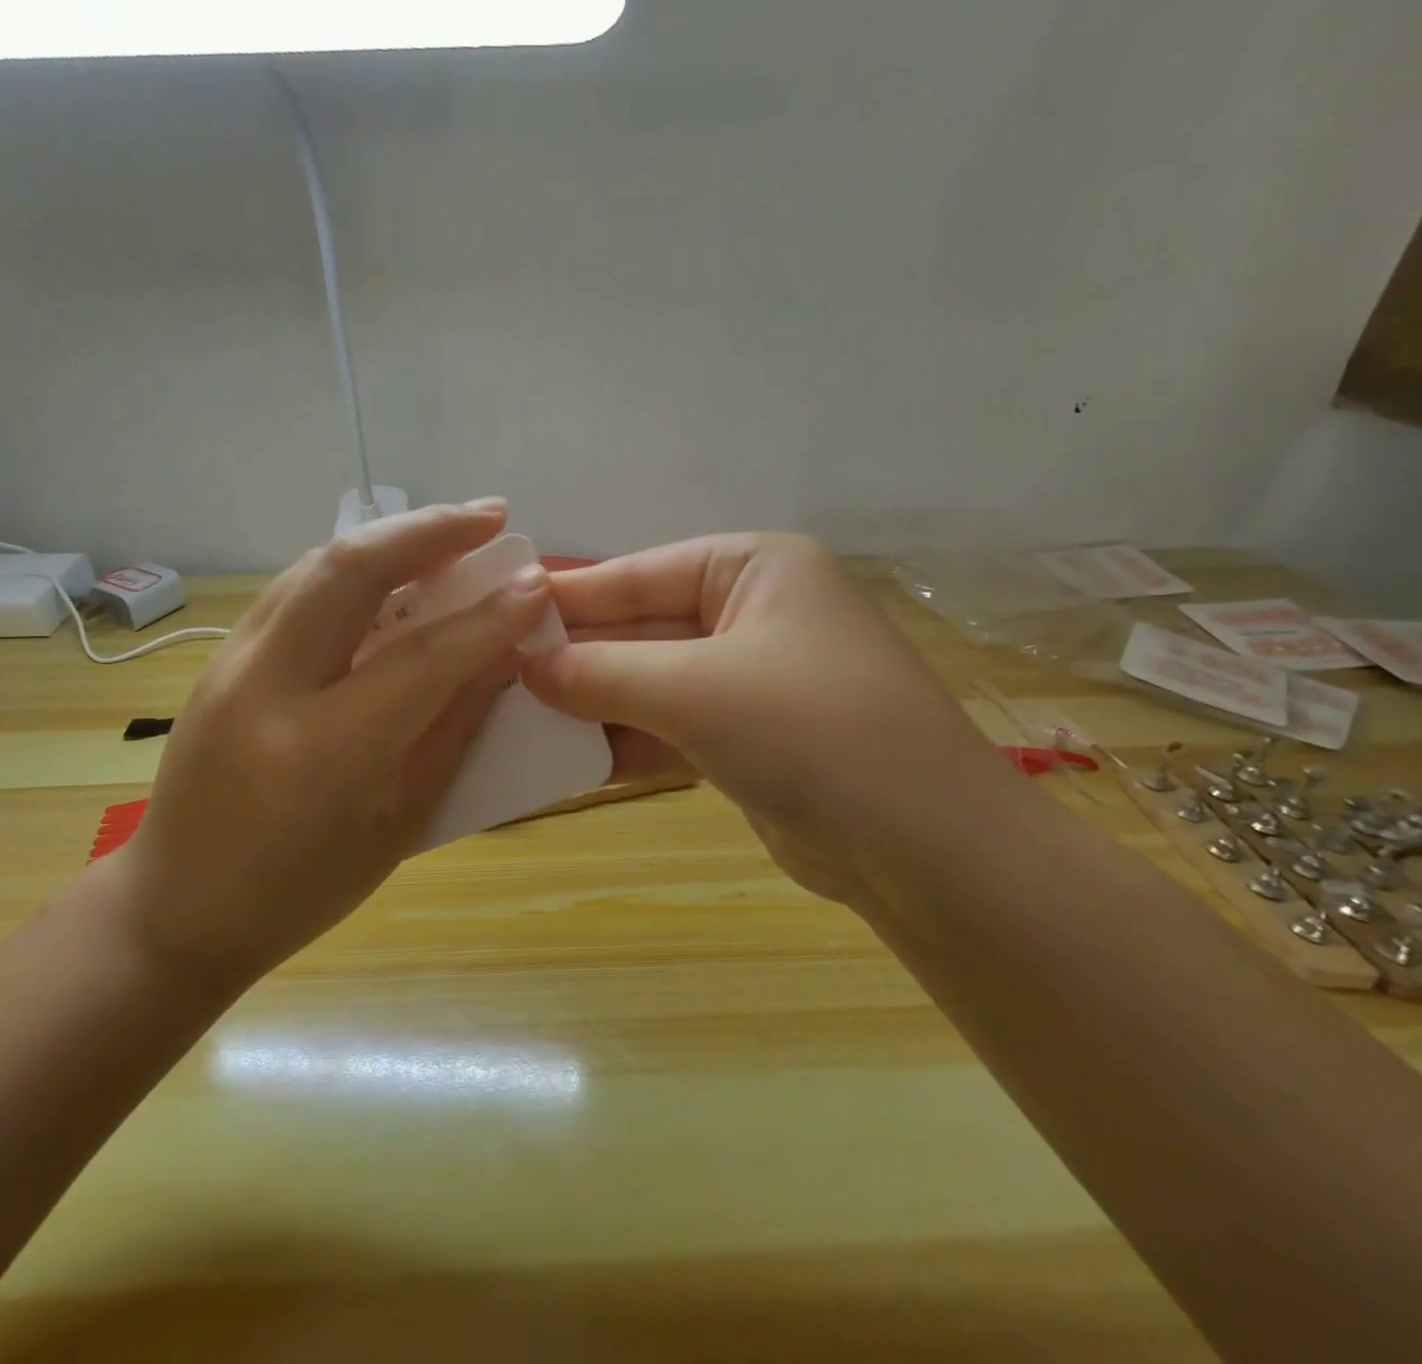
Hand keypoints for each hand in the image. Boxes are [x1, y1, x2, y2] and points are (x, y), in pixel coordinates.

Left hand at [109, 503, 553, 988]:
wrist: (177, 907)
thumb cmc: (302, 890)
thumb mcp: (398, 823)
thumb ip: (452, 730)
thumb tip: (500, 657)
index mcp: (322, 752)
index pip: (423, 657)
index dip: (490, 617)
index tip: (537, 582)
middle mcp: (267, 687)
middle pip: (351, 569)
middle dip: (430, 529)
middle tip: (492, 515)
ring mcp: (231, 663)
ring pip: (317, 564)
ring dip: (390, 538)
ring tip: (450, 531)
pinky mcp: (219, 657)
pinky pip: (295, 588)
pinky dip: (351, 566)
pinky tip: (389, 571)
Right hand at [522, 535, 1012, 905]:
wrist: (927, 852)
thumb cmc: (812, 731)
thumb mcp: (695, 690)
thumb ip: (602, 673)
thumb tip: (523, 665)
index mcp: (753, 569)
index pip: (639, 573)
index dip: (569, 596)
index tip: (499, 611)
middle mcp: (753, 615)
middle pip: (642, 631)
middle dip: (575, 658)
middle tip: (494, 673)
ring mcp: (751, 682)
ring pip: (651, 685)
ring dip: (593, 706)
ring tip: (514, 718)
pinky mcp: (748, 741)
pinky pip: (670, 729)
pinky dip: (624, 743)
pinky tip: (564, 759)